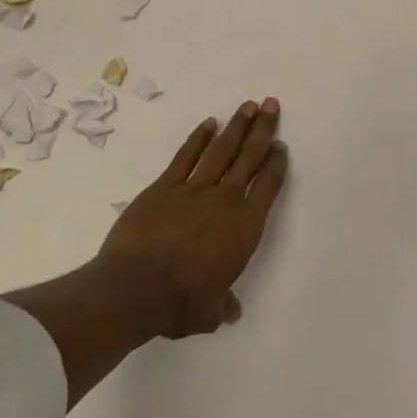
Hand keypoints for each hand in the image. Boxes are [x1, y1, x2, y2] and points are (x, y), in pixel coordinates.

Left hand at [99, 98, 287, 337]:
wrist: (135, 289)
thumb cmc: (179, 304)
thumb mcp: (209, 313)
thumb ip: (223, 306)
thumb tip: (231, 311)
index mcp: (244, 228)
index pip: (268, 186)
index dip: (277, 164)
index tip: (281, 146)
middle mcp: (225, 201)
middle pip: (249, 157)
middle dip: (263, 129)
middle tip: (271, 104)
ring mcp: (193, 189)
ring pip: (221, 150)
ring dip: (236, 126)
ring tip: (248, 106)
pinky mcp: (164, 187)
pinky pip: (186, 156)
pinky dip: (198, 138)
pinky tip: (209, 124)